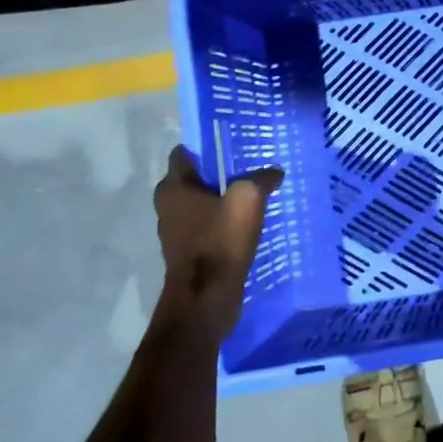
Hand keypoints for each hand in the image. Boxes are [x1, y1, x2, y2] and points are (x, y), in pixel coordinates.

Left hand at [153, 146, 282, 345]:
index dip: (206, 145)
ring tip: (251, 195)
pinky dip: (222, 223)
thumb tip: (274, 172)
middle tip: (247, 168)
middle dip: (216, 173)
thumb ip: (261, 179)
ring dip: (221, 200)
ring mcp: (176, 233)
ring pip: (200, 205)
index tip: (231, 142)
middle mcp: (168, 208)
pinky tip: (247, 224)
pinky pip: (207, 227)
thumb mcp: (247, 200)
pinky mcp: (189, 253)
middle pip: (192, 179)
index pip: (183, 154)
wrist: (206, 299)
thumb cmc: (220, 241)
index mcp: (173, 189)